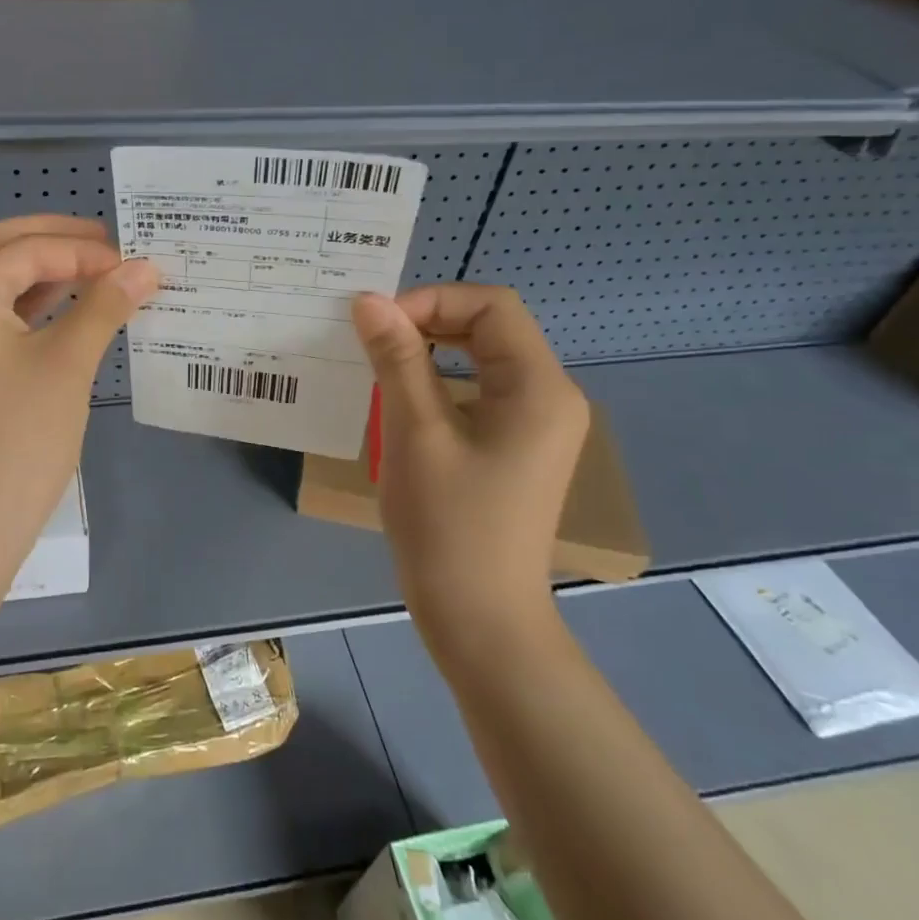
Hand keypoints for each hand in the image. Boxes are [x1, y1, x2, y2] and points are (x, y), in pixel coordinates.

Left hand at [0, 215, 157, 554]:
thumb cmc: (18, 440)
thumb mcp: (66, 365)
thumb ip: (104, 307)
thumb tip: (145, 268)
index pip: (27, 249)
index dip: (83, 250)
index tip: (133, 263)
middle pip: (0, 250)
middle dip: (55, 241)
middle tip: (109, 246)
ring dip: (44, 273)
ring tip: (97, 274)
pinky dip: (32, 308)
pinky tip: (69, 313)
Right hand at [351, 285, 587, 635]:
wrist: (479, 619)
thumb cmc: (448, 524)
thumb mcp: (416, 432)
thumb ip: (397, 359)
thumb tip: (369, 300)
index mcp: (539, 387)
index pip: (492, 306)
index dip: (432, 300)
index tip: (378, 326)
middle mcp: (550, 397)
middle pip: (490, 328)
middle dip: (429, 322)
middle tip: (371, 340)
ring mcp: (536, 426)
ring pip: (482, 359)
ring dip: (431, 351)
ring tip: (378, 364)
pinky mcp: (516, 449)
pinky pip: (479, 392)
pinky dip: (439, 383)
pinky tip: (400, 401)